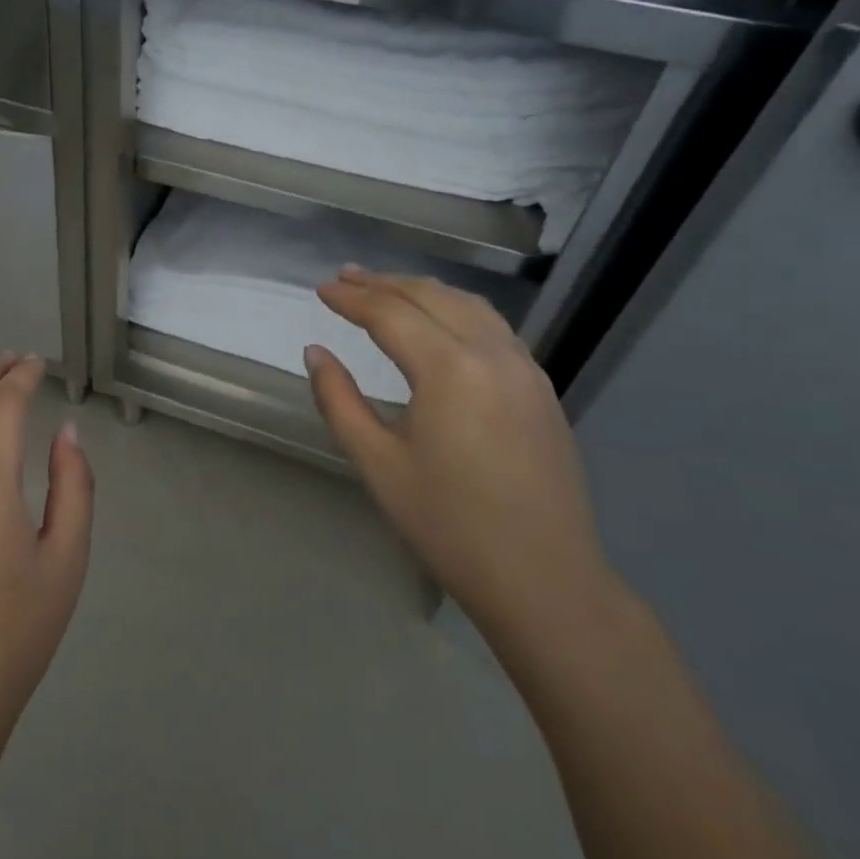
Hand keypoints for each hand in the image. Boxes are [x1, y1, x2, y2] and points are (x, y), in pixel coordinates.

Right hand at [304, 268, 611, 636]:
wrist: (544, 580)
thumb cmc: (449, 525)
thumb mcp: (378, 464)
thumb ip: (339, 401)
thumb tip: (315, 353)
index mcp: (450, 370)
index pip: (391, 314)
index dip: (352, 299)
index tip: (320, 290)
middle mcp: (492, 354)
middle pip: (431, 297)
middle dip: (384, 284)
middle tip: (345, 278)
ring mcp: (524, 369)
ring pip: (468, 306)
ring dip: (423, 290)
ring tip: (387, 288)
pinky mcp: (541, 389)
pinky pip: (494, 328)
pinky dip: (457, 309)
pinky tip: (441, 321)